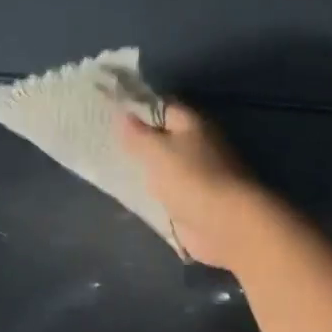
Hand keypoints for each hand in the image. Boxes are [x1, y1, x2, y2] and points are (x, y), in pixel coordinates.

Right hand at [119, 102, 272, 268]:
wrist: (226, 224)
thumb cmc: (191, 178)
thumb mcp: (156, 150)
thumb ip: (138, 133)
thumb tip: (124, 113)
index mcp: (192, 123)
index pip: (161, 107)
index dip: (136, 109)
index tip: (109, 114)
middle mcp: (199, 143)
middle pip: (164, 137)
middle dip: (139, 140)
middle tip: (105, 142)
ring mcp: (199, 173)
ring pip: (166, 164)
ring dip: (146, 168)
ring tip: (112, 167)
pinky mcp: (196, 200)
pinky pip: (169, 190)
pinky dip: (154, 191)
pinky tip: (132, 193)